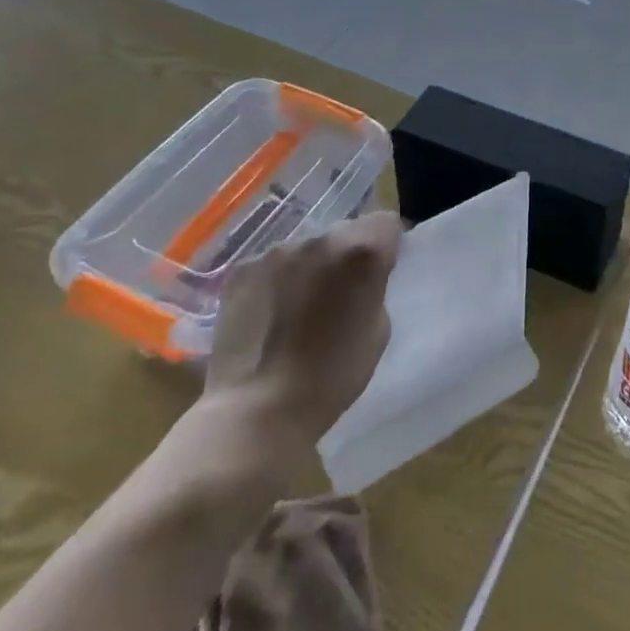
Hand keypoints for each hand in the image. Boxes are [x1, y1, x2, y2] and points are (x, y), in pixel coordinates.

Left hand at [203, 211, 402, 446]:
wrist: (258, 408)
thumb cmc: (333, 374)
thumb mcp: (379, 329)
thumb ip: (374, 288)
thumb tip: (362, 278)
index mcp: (362, 250)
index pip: (386, 222)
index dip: (388, 244)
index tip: (382, 269)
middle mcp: (320, 238)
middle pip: (345, 231)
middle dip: (347, 254)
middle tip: (341, 292)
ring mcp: (276, 251)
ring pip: (306, 247)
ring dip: (311, 266)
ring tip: (301, 306)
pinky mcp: (241, 269)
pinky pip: (272, 265)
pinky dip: (277, 280)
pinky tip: (271, 314)